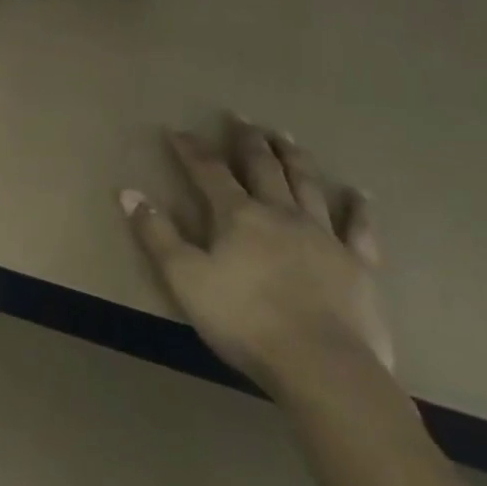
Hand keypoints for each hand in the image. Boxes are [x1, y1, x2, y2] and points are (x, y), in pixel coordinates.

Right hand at [119, 116, 392, 399]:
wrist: (323, 366)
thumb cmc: (244, 320)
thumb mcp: (184, 278)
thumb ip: (156, 233)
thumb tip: (127, 192)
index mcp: (238, 215)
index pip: (208, 170)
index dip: (191, 149)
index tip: (177, 131)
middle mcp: (281, 214)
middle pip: (263, 167)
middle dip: (248, 141)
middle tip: (241, 119)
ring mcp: (324, 236)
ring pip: (307, 185)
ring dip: (294, 158)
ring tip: (286, 137)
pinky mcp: (358, 265)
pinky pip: (359, 229)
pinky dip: (358, 209)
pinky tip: (358, 195)